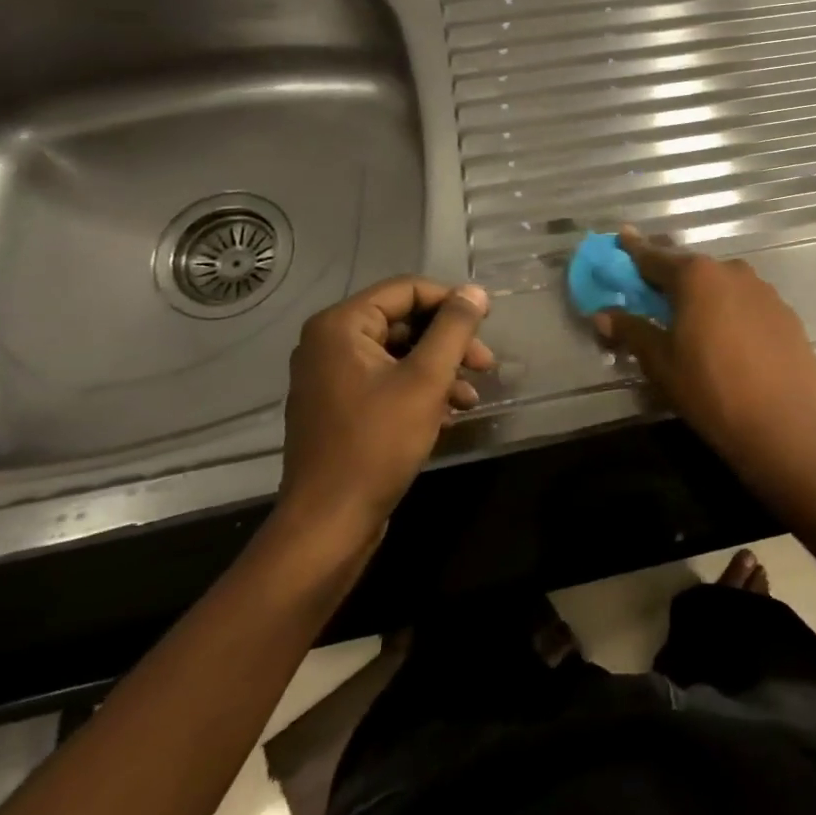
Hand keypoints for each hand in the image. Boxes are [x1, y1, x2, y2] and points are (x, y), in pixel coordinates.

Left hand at [273, 277, 493, 566]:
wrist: (329, 524)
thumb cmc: (377, 443)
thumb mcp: (426, 380)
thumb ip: (454, 328)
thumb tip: (475, 291)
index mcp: (341, 326)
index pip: (406, 290)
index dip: (451, 302)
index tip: (487, 324)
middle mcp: (329, 343)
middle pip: (404, 321)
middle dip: (449, 342)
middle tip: (486, 365)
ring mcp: (331, 377)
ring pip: (399, 354)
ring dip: (440, 369)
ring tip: (471, 397)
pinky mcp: (339, 407)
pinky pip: (386, 381)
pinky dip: (420, 390)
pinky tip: (449, 414)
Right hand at [593, 228, 815, 461]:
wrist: (786, 424)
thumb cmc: (711, 389)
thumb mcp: (662, 363)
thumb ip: (633, 332)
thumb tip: (602, 315)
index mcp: (696, 276)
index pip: (654, 258)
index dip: (634, 250)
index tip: (622, 236)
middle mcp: (732, 271)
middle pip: (691, 270)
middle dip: (670, 280)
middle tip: (652, 296)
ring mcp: (764, 291)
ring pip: (723, 286)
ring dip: (704, 298)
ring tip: (692, 324)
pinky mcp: (786, 314)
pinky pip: (747, 305)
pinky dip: (731, 313)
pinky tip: (729, 341)